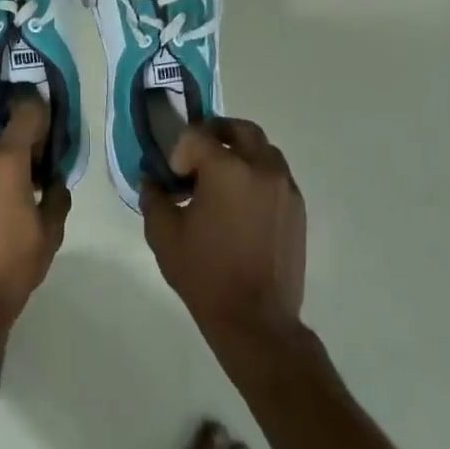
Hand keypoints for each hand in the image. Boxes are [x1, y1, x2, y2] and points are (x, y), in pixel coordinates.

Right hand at [141, 118, 305, 333]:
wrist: (256, 319)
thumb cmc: (204, 274)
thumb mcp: (163, 235)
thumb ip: (154, 198)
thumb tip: (151, 180)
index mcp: (227, 170)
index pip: (198, 135)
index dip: (180, 150)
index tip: (173, 177)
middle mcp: (261, 168)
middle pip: (240, 129)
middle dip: (215, 134)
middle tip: (197, 156)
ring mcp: (285, 187)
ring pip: (263, 149)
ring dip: (240, 152)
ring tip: (222, 180)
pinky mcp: (298, 207)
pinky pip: (276, 174)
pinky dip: (257, 174)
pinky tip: (241, 204)